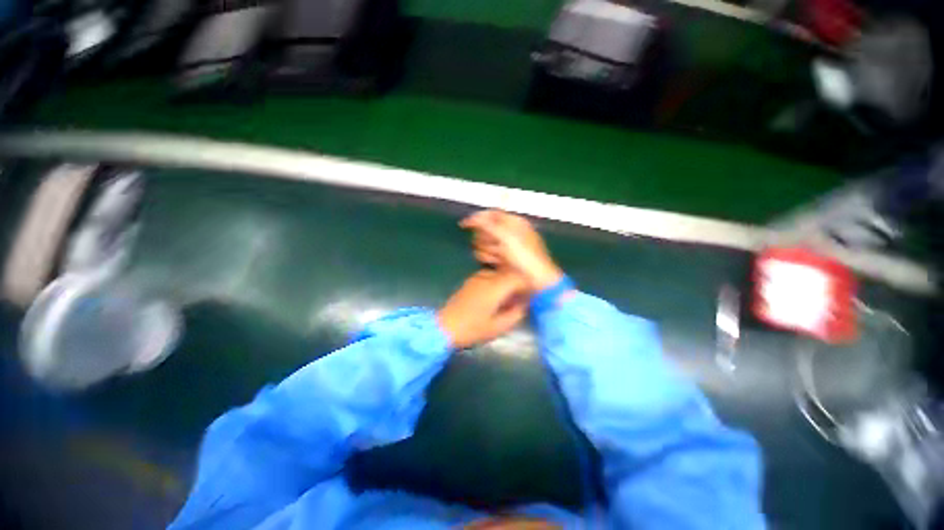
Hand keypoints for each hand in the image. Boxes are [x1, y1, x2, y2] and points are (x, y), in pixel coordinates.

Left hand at [437, 269, 528, 349]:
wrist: (445, 326)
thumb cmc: (473, 329)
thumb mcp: (499, 327)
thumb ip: (516, 313)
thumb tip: (525, 303)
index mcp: (495, 288)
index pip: (518, 277)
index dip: (528, 284)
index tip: (533, 294)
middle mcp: (487, 277)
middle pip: (509, 273)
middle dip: (519, 283)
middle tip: (522, 298)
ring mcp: (477, 277)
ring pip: (500, 274)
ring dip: (508, 283)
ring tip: (509, 299)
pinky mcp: (471, 280)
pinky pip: (490, 276)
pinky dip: (498, 283)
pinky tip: (496, 297)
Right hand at [460, 210, 563, 291]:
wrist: (537, 281)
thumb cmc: (525, 257)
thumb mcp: (507, 238)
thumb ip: (488, 225)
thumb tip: (472, 217)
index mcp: (514, 222)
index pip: (491, 214)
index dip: (477, 218)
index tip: (463, 225)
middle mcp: (509, 232)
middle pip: (485, 230)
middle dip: (485, 239)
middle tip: (494, 246)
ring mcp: (505, 247)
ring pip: (484, 243)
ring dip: (487, 250)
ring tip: (498, 258)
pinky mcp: (501, 259)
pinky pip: (487, 255)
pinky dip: (489, 258)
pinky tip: (496, 264)